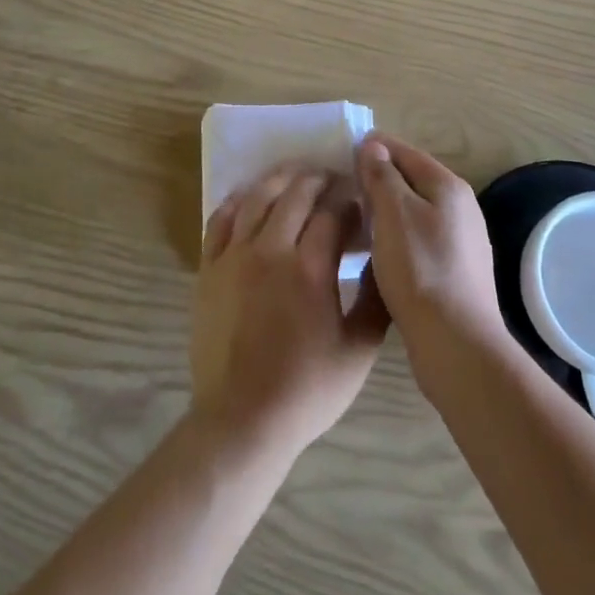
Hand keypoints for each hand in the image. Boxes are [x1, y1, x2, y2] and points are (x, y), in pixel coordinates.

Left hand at [190, 167, 388, 463]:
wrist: (242, 419)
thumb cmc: (307, 389)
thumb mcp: (359, 351)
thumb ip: (377, 301)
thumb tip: (384, 260)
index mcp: (310, 268)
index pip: (332, 213)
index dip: (348, 201)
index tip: (358, 201)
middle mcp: (271, 249)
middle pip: (296, 194)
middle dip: (318, 180)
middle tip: (331, 179)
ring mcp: (234, 255)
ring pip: (257, 198)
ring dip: (280, 180)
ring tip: (295, 175)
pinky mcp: (209, 267)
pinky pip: (220, 219)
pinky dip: (237, 201)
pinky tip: (248, 197)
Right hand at [358, 136, 507, 385]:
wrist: (456, 343)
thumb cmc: (420, 269)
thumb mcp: (393, 213)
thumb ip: (382, 175)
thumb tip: (374, 145)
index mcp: (448, 185)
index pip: (404, 151)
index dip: (372, 148)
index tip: (340, 153)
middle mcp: (461, 207)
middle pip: (411, 180)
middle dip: (378, 179)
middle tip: (342, 188)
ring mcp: (461, 240)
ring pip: (414, 210)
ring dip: (386, 209)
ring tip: (354, 219)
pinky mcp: (456, 269)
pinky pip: (419, 238)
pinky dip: (397, 235)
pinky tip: (378, 251)